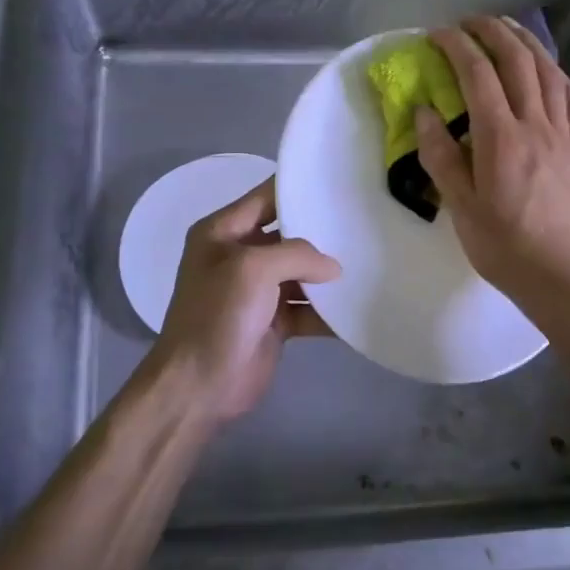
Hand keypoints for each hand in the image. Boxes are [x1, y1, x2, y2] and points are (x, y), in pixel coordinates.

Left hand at [151, 177, 339, 422]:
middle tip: (363, 222)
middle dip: (322, 232)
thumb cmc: (217, 315)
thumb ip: (297, 255)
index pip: (265, 198)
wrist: (199, 386)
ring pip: (302, 272)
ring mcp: (258, 290)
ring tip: (370, 262)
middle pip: (288, 235)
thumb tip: (333, 268)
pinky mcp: (274, 321)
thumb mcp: (252, 269)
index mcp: (223, 232)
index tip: (339, 183)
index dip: (298, 189)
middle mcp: (240, 255)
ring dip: (328, 274)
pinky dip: (328, 310)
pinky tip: (358, 306)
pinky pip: (307, 307)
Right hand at [416, 17, 569, 316]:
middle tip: (468, 21)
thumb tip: (425, 112)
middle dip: (491, 31)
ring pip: (548, 71)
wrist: (564, 275)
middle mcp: (535, 125)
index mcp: (501, 138)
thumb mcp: (461, 208)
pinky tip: (547, 69)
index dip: (455, 46)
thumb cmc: (505, 247)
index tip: (435, 34)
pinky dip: (556, 72)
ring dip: (525, 42)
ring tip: (505, 29)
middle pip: (517, 60)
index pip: (477, 74)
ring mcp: (562, 134)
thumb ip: (441, 156)